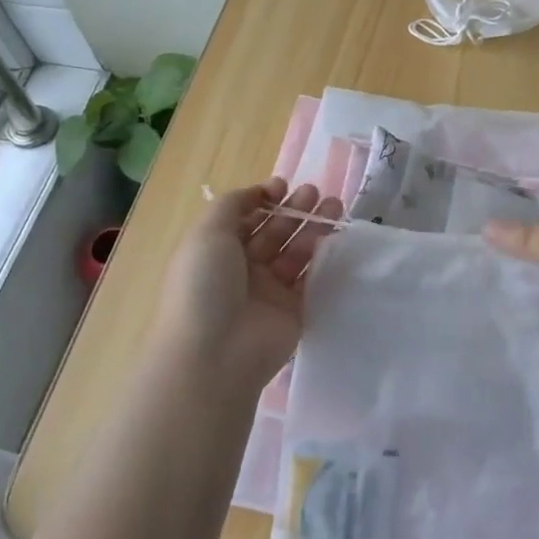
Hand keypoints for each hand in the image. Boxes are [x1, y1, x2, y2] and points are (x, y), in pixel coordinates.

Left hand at [151, 178, 341, 392]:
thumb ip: (233, 204)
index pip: (244, 218)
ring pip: (295, 251)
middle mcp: (242, 268)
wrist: (216, 353)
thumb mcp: (207, 233)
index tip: (283, 186)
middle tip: (315, 192)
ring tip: (334, 206)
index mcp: (216, 249)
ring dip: (312, 227)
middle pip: (273, 231)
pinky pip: (310, 277)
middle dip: (293, 209)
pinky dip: (322, 257)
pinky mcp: (294, 308)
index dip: (263, 199)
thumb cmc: (204, 286)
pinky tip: (334, 238)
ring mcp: (269, 289)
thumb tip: (259, 193)